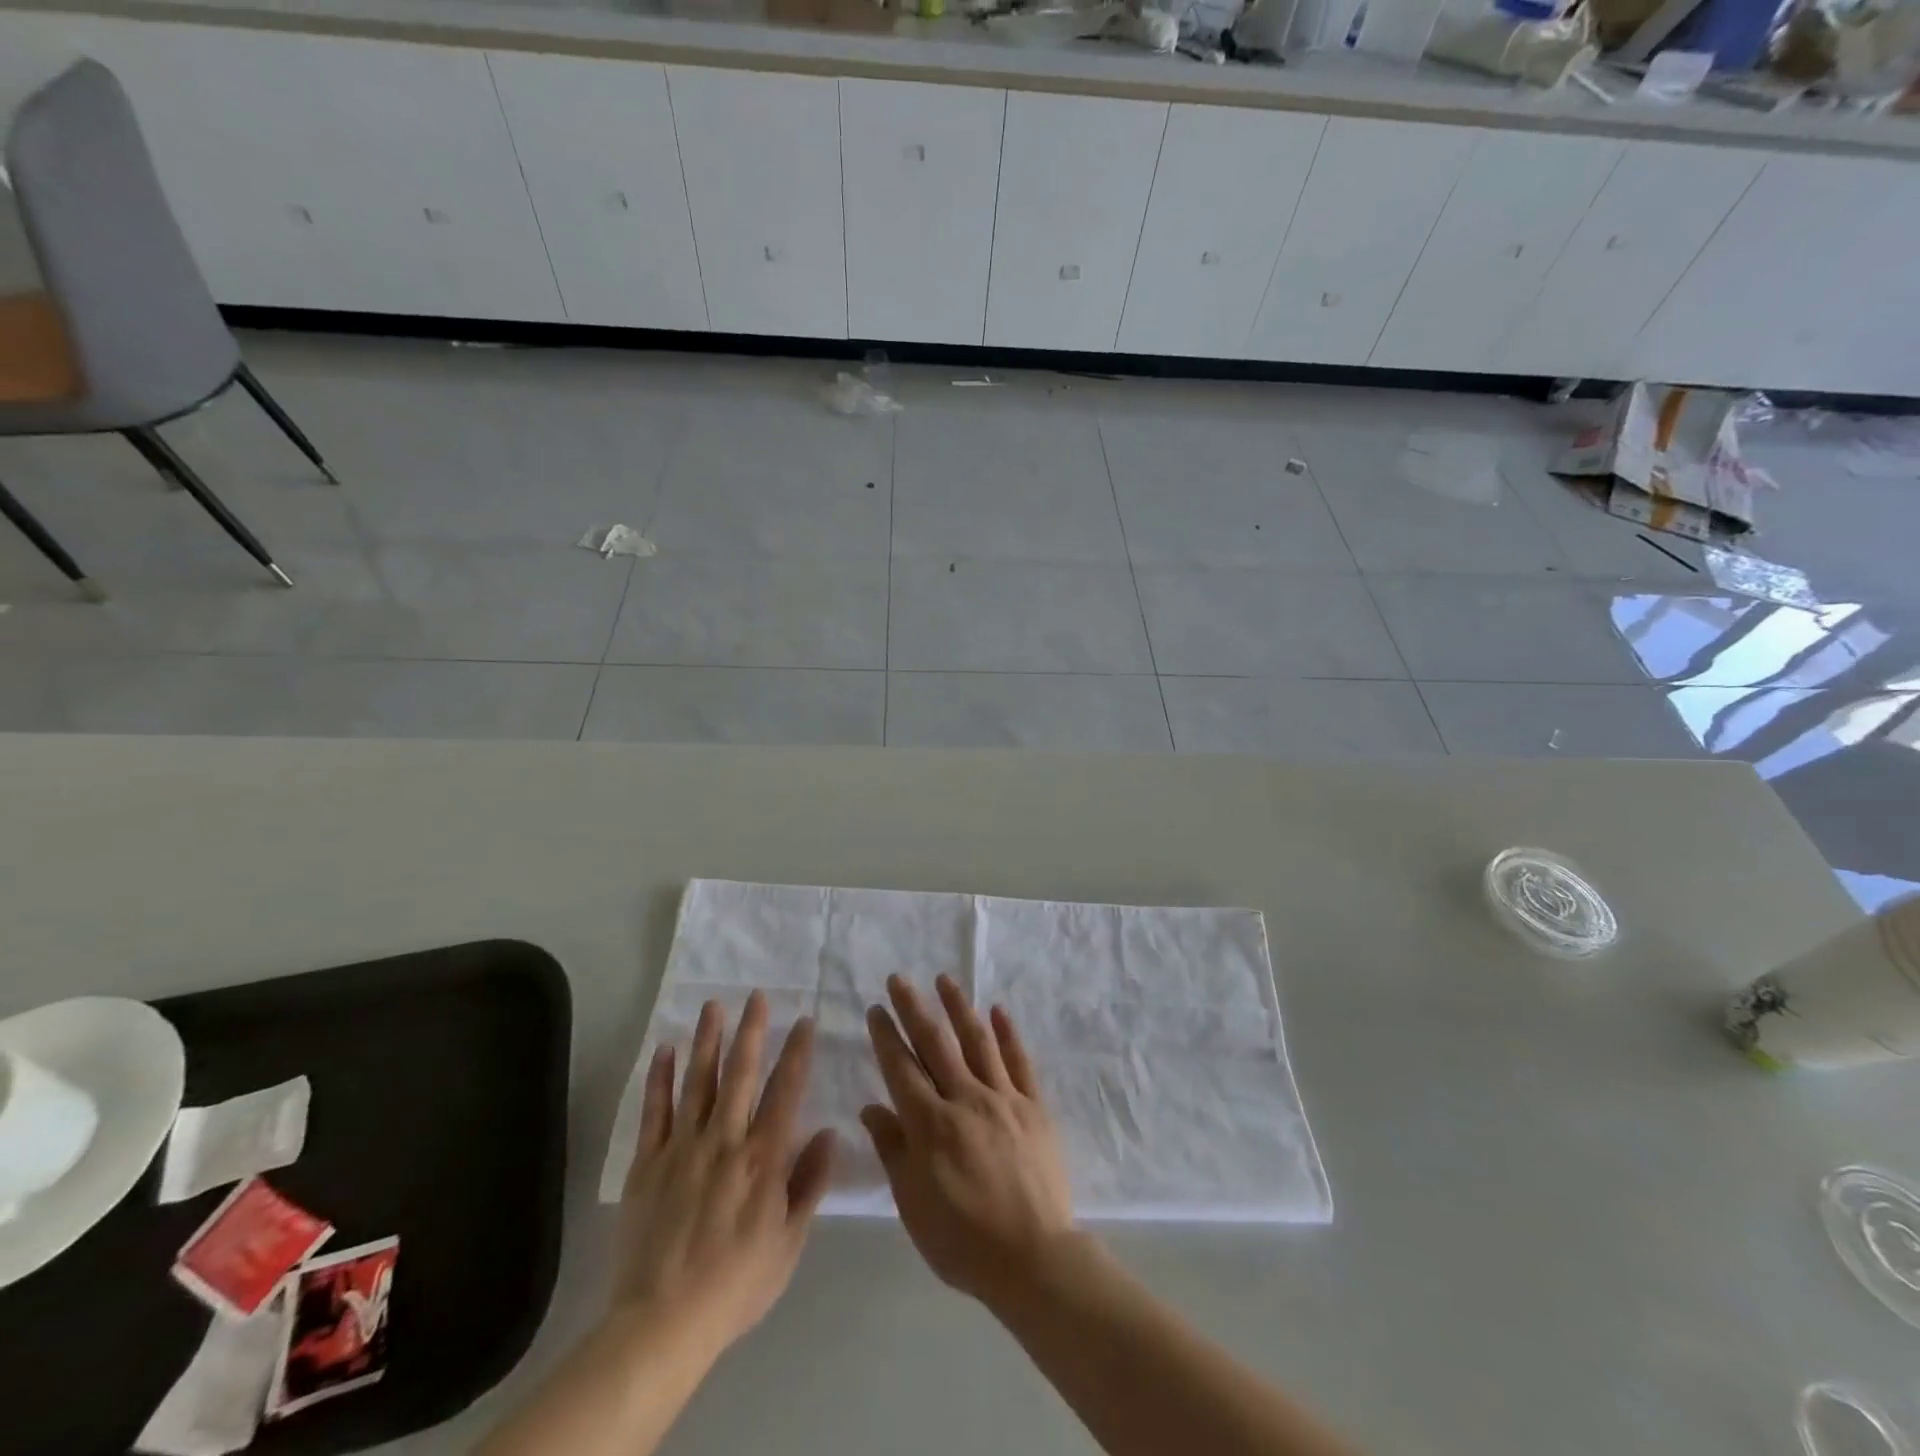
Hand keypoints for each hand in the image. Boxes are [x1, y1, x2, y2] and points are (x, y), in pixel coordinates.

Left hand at [612, 991, 835, 1355]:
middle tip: (756, 995)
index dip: (797, 1052)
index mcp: (763, 1158)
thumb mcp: (789, 1243)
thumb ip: (810, 1184)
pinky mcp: (648, 1163)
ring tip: (714, 1005)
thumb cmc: (736, 1284)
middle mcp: (725, 1140)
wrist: (662, 1323)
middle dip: (751, 1031)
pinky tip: (666, 1049)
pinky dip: (661, 1078)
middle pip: (741, 1074)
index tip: (804, 1020)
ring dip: (708, 1040)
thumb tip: (830, 1133)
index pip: (786, 1091)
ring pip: (698, 1081)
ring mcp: (682, 1148)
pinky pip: (655, 1111)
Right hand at [861, 974, 1075, 1308]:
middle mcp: (965, 1099)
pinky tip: (997, 1010)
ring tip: (945, 979)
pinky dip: (1007, 1033)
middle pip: (935, 1044)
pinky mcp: (1034, 1107)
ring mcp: (1003, 1099)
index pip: (901, 1068)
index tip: (876, 1008)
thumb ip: (893, 1150)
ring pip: (977, 1041)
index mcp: (930, 1124)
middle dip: (914, 1008)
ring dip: (959, 1007)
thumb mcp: (913, 1203)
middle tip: (900, 979)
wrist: (1034, 1258)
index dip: (886, 1036)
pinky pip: (1019, 1061)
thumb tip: (871, 1107)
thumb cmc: (962, 1239)